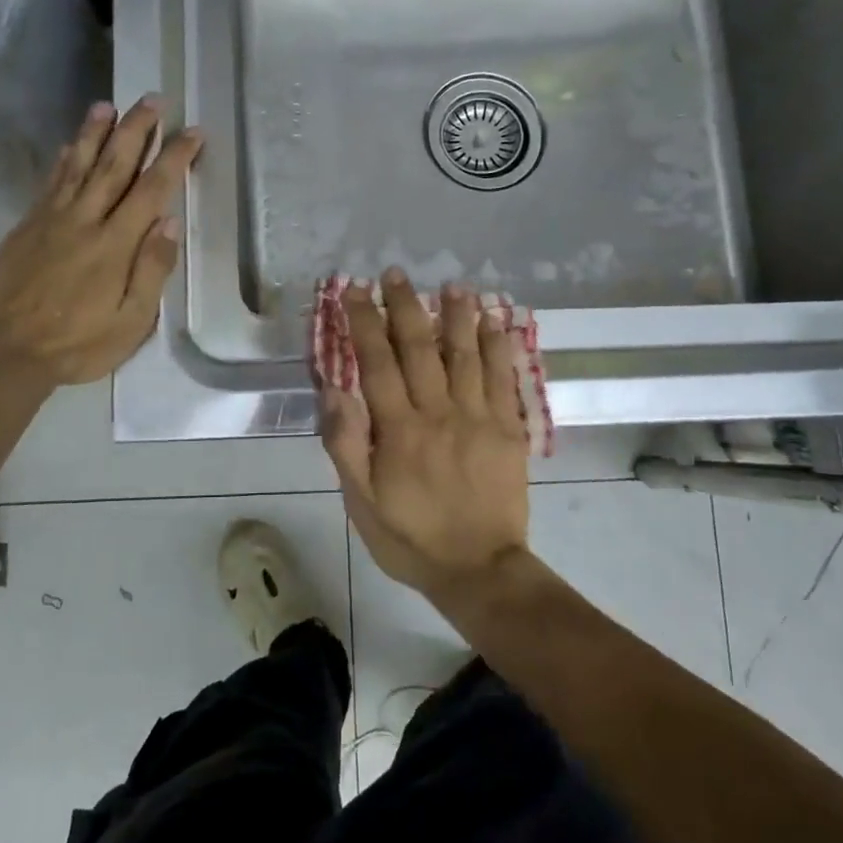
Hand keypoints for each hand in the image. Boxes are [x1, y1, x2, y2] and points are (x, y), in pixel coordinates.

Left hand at [0, 95, 201, 384]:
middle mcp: (85, 221)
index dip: (174, 158)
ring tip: (108, 105)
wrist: (7, 351)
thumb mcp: (131, 322)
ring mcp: (52, 220)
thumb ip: (151, 271)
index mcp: (115, 245)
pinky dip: (64, 160)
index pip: (151, 190)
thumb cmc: (78, 344)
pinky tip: (71, 145)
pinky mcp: (27, 226)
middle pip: (114, 165)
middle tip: (152, 99)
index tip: (192, 132)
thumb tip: (168, 223)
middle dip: (136, 130)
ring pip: (78, 166)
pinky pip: (50, 183)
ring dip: (95, 133)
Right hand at [320, 270, 530, 598]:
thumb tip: (333, 390)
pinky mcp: (508, 429)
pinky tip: (494, 321)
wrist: (479, 570)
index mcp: (399, 430)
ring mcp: (478, 418)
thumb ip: (346, 445)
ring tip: (450, 285)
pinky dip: (498, 346)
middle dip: (404, 306)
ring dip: (456, 316)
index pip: (377, 362)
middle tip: (394, 273)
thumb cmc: (411, 538)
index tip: (353, 290)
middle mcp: (438, 413)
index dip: (364, 322)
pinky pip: (502, 379)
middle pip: (419, 348)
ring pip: (465, 355)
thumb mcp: (361, 503)